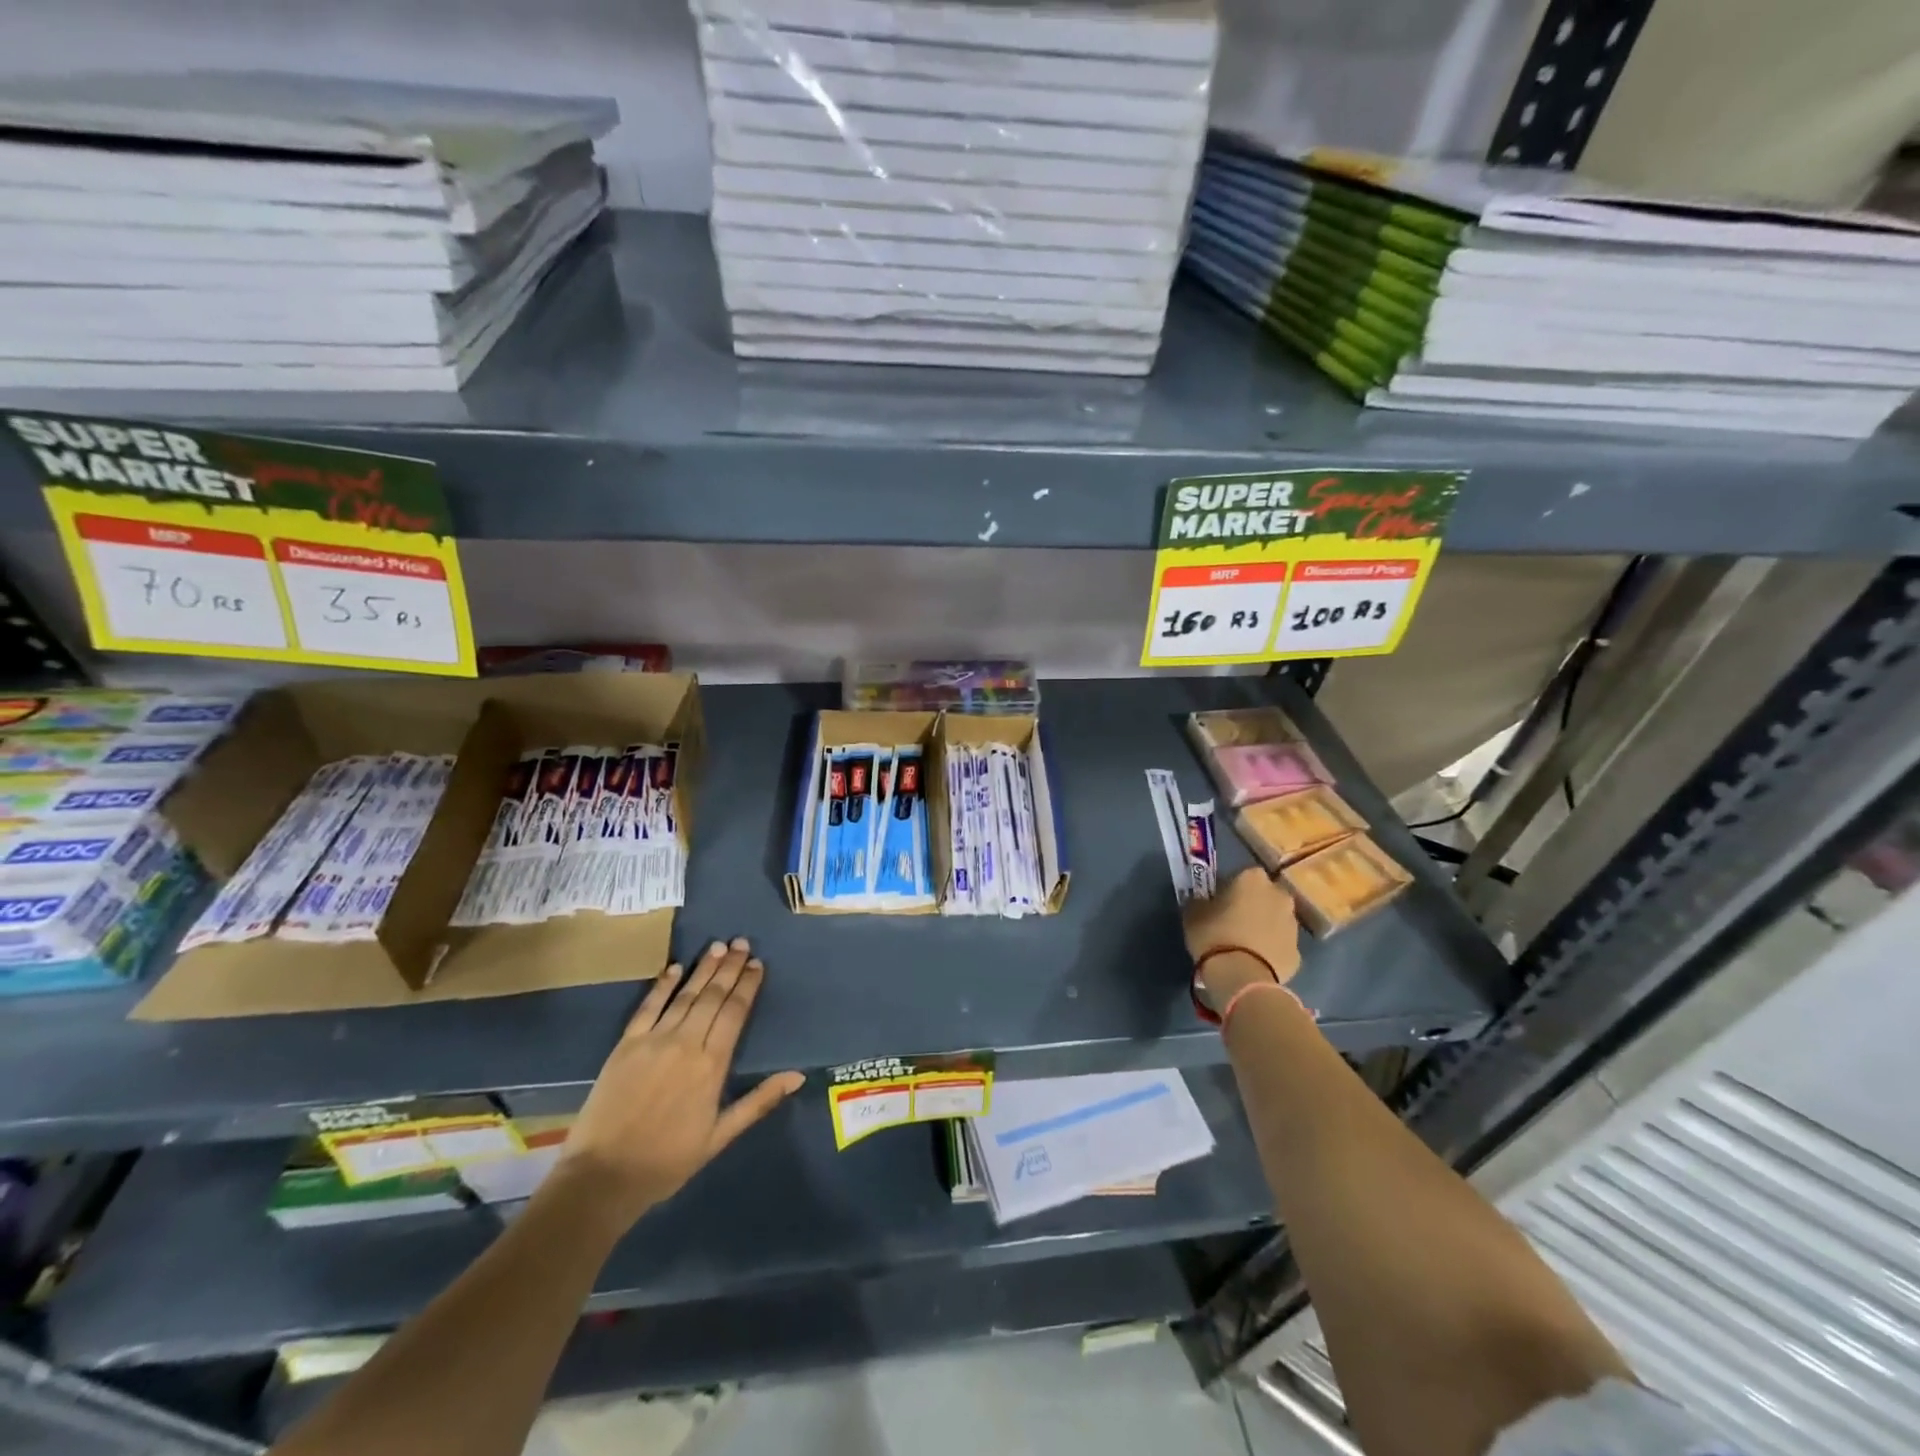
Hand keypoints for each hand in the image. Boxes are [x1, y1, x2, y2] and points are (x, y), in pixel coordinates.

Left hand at [549, 938, 803, 1232]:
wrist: (603, 1177)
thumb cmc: (667, 1161)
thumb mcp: (720, 1136)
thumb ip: (758, 1101)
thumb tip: (797, 1076)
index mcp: (711, 1065)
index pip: (734, 1013)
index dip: (747, 986)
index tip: (757, 964)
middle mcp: (686, 1043)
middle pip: (712, 997)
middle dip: (729, 968)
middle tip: (742, 943)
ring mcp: (653, 1041)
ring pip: (685, 995)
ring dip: (703, 969)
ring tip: (718, 946)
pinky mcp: (625, 1045)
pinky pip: (648, 1007)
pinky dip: (662, 985)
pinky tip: (675, 967)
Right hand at [1183, 867, 1301, 1012]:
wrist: (1243, 977)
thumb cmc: (1214, 936)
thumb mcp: (1193, 913)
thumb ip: (1200, 901)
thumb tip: (1202, 901)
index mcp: (1253, 878)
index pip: (1240, 875)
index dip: (1228, 888)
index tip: (1217, 902)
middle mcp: (1279, 895)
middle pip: (1264, 895)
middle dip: (1252, 904)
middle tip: (1231, 921)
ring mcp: (1293, 924)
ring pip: (1275, 919)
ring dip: (1263, 926)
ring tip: (1243, 944)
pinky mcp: (1298, 953)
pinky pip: (1280, 945)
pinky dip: (1270, 950)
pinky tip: (1254, 962)